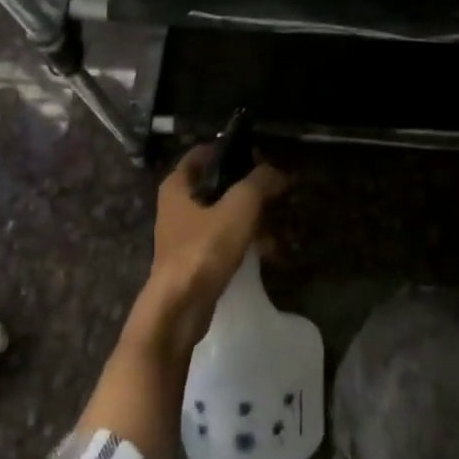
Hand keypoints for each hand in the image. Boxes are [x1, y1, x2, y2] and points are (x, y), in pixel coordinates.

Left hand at [146, 145, 286, 318]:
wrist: (179, 307)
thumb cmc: (204, 248)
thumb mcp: (238, 207)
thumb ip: (259, 182)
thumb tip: (276, 171)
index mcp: (178, 184)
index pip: (204, 152)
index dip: (233, 150)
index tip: (262, 156)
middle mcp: (177, 205)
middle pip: (218, 184)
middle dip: (250, 188)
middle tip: (279, 191)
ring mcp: (185, 233)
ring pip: (224, 214)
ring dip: (252, 217)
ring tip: (282, 223)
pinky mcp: (196, 258)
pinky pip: (224, 239)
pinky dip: (245, 240)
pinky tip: (270, 250)